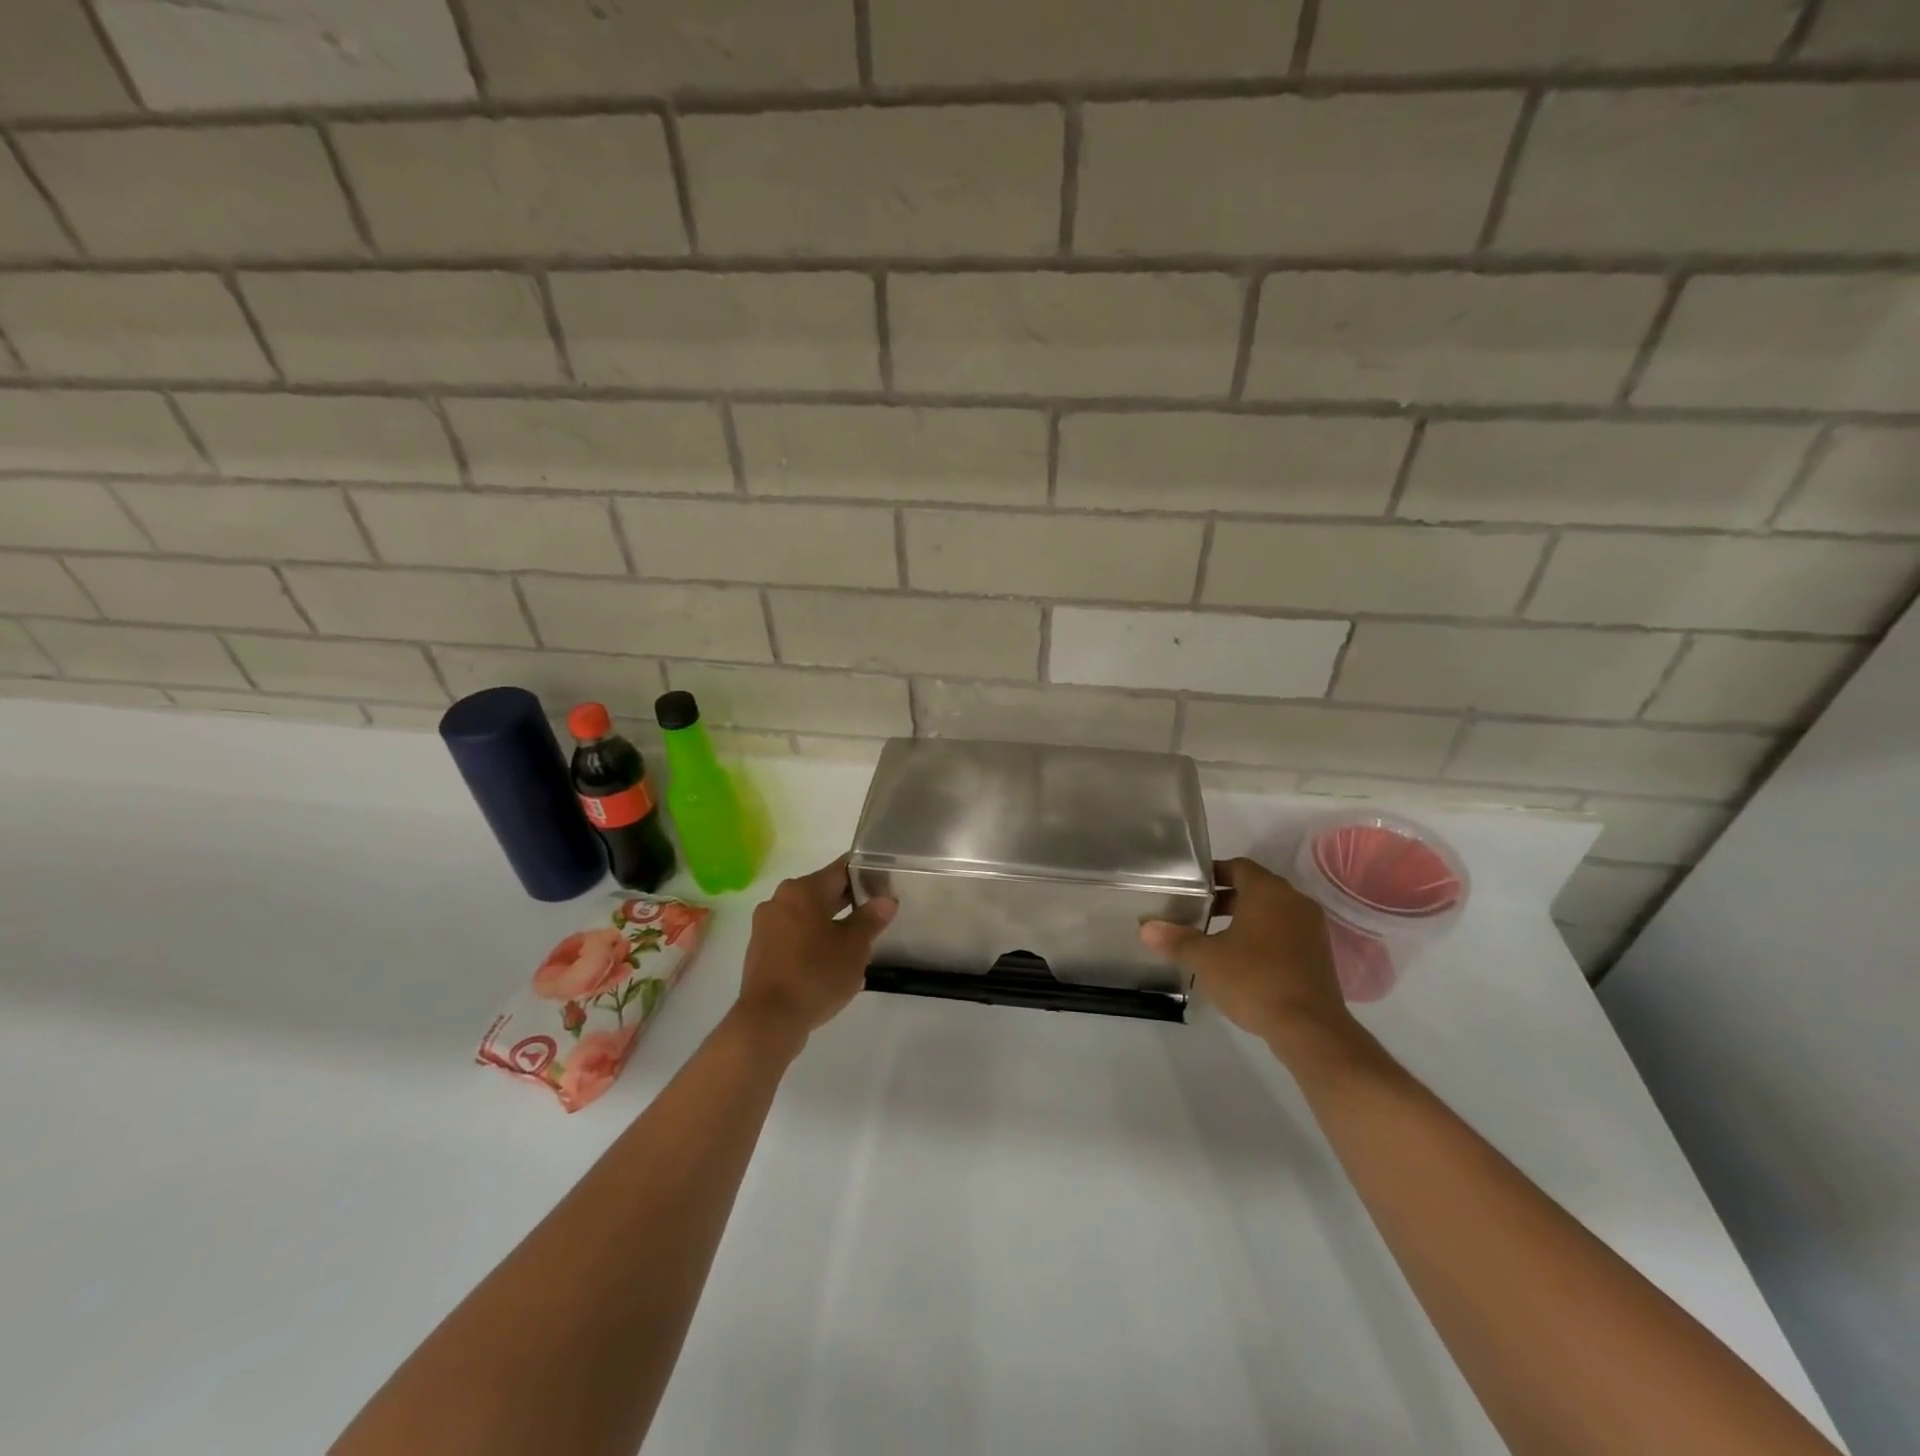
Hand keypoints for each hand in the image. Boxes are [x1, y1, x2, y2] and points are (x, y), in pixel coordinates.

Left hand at [734, 856, 896, 1048]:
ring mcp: (765, 926)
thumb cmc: (816, 974)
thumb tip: (886, 900)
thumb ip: (870, 919)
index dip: (865, 875)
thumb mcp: (854, 947)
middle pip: (821, 892)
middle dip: (848, 902)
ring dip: (830, 924)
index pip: (840, 870)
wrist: (769, 1020)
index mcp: (802, 890)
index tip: (884, 885)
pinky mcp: (760, 950)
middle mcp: (779, 900)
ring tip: (856, 943)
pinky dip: (811, 942)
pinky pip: (793, 936)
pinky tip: (829, 963)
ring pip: (807, 916)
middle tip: (876, 915)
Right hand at [1140, 857, 1355, 1057]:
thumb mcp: (1205, 959)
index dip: (1212, 874)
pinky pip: (1285, 933)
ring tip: (1214, 938)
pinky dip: (1263, 938)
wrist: (1310, 1029)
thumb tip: (1145, 928)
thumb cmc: (1254, 980)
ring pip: (1271, 912)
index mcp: (1268, 891)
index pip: (1237, 867)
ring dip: (1244, 919)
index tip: (1190, 888)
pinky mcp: (1319, 955)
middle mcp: (1294, 901)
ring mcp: (1311, 929)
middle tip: (1196, 912)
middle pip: (1255, 888)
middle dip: (1225, 898)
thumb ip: (1175, 939)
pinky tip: (1243, 961)